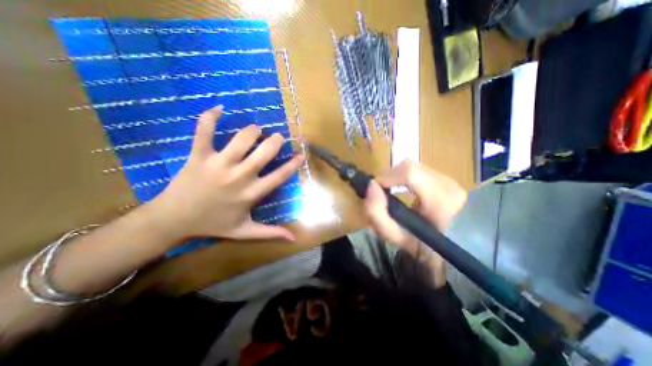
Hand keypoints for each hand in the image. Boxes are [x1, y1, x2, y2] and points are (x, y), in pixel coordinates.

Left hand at [148, 105, 302, 242]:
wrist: (174, 220)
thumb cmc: (213, 224)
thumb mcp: (244, 231)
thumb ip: (270, 232)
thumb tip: (293, 238)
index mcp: (252, 193)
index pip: (279, 176)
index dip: (293, 164)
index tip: (300, 154)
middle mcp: (239, 177)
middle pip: (264, 152)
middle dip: (274, 141)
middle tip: (276, 137)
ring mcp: (218, 164)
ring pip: (242, 139)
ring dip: (252, 131)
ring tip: (255, 130)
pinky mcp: (198, 156)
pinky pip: (204, 131)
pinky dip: (210, 117)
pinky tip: (218, 108)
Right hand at [364, 162, 466, 284]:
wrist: (451, 246)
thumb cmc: (421, 246)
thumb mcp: (394, 235)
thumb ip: (377, 213)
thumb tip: (371, 185)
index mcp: (441, 201)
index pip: (410, 173)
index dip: (387, 177)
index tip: (376, 189)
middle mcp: (449, 184)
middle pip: (409, 167)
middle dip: (389, 177)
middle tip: (382, 192)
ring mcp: (450, 179)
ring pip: (412, 166)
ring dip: (396, 176)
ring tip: (392, 191)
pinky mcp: (447, 177)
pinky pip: (418, 169)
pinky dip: (404, 177)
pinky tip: (403, 189)